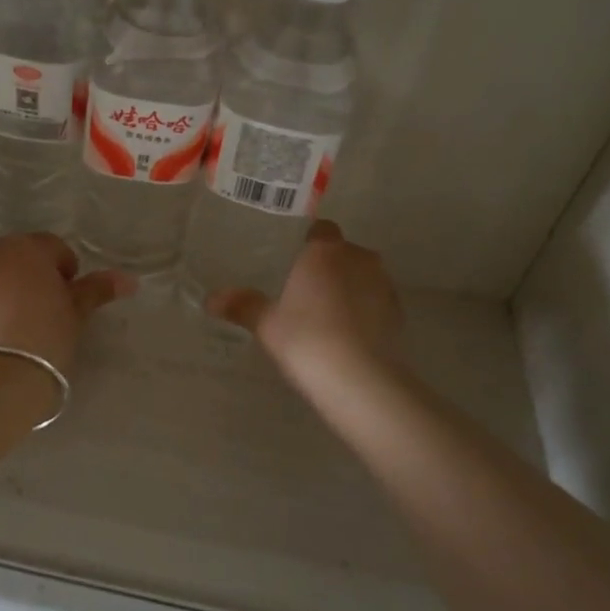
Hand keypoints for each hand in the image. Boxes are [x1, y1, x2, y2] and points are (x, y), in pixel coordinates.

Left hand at [0, 233, 133, 374]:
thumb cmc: (45, 339)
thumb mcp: (76, 313)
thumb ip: (97, 290)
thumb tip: (129, 279)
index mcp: (26, 247)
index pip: (54, 249)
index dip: (66, 274)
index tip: (68, 301)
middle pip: (19, 259)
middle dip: (33, 277)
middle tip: (45, 312)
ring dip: (6, 290)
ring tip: (18, 326)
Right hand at [205, 220, 402, 386]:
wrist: (361, 381)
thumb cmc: (307, 340)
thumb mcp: (266, 324)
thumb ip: (242, 306)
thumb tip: (211, 299)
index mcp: (324, 251)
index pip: (320, 229)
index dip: (308, 241)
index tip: (292, 259)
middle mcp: (358, 258)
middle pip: (342, 252)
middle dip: (327, 266)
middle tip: (303, 290)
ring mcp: (383, 285)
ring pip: (362, 276)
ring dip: (348, 287)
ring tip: (325, 314)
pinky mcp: (399, 313)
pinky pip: (375, 301)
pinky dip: (364, 310)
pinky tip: (346, 334)